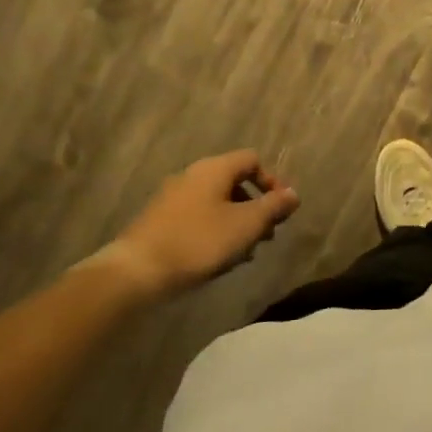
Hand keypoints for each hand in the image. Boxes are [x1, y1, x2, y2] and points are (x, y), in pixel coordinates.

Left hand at [88, 150, 299, 299]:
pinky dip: (215, 230)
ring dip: (237, 221)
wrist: (137, 271)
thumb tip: (294, 194)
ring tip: (245, 252)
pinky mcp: (160, 220)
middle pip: (235, 181)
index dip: (272, 181)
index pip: (252, 160)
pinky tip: (218, 258)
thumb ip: (273, 207)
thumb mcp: (246, 225)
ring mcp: (173, 197)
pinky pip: (198, 217)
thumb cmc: (199, 242)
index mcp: (214, 169)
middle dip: (255, 207)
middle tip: (266, 235)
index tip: (280, 210)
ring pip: (217, 202)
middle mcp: (192, 175)